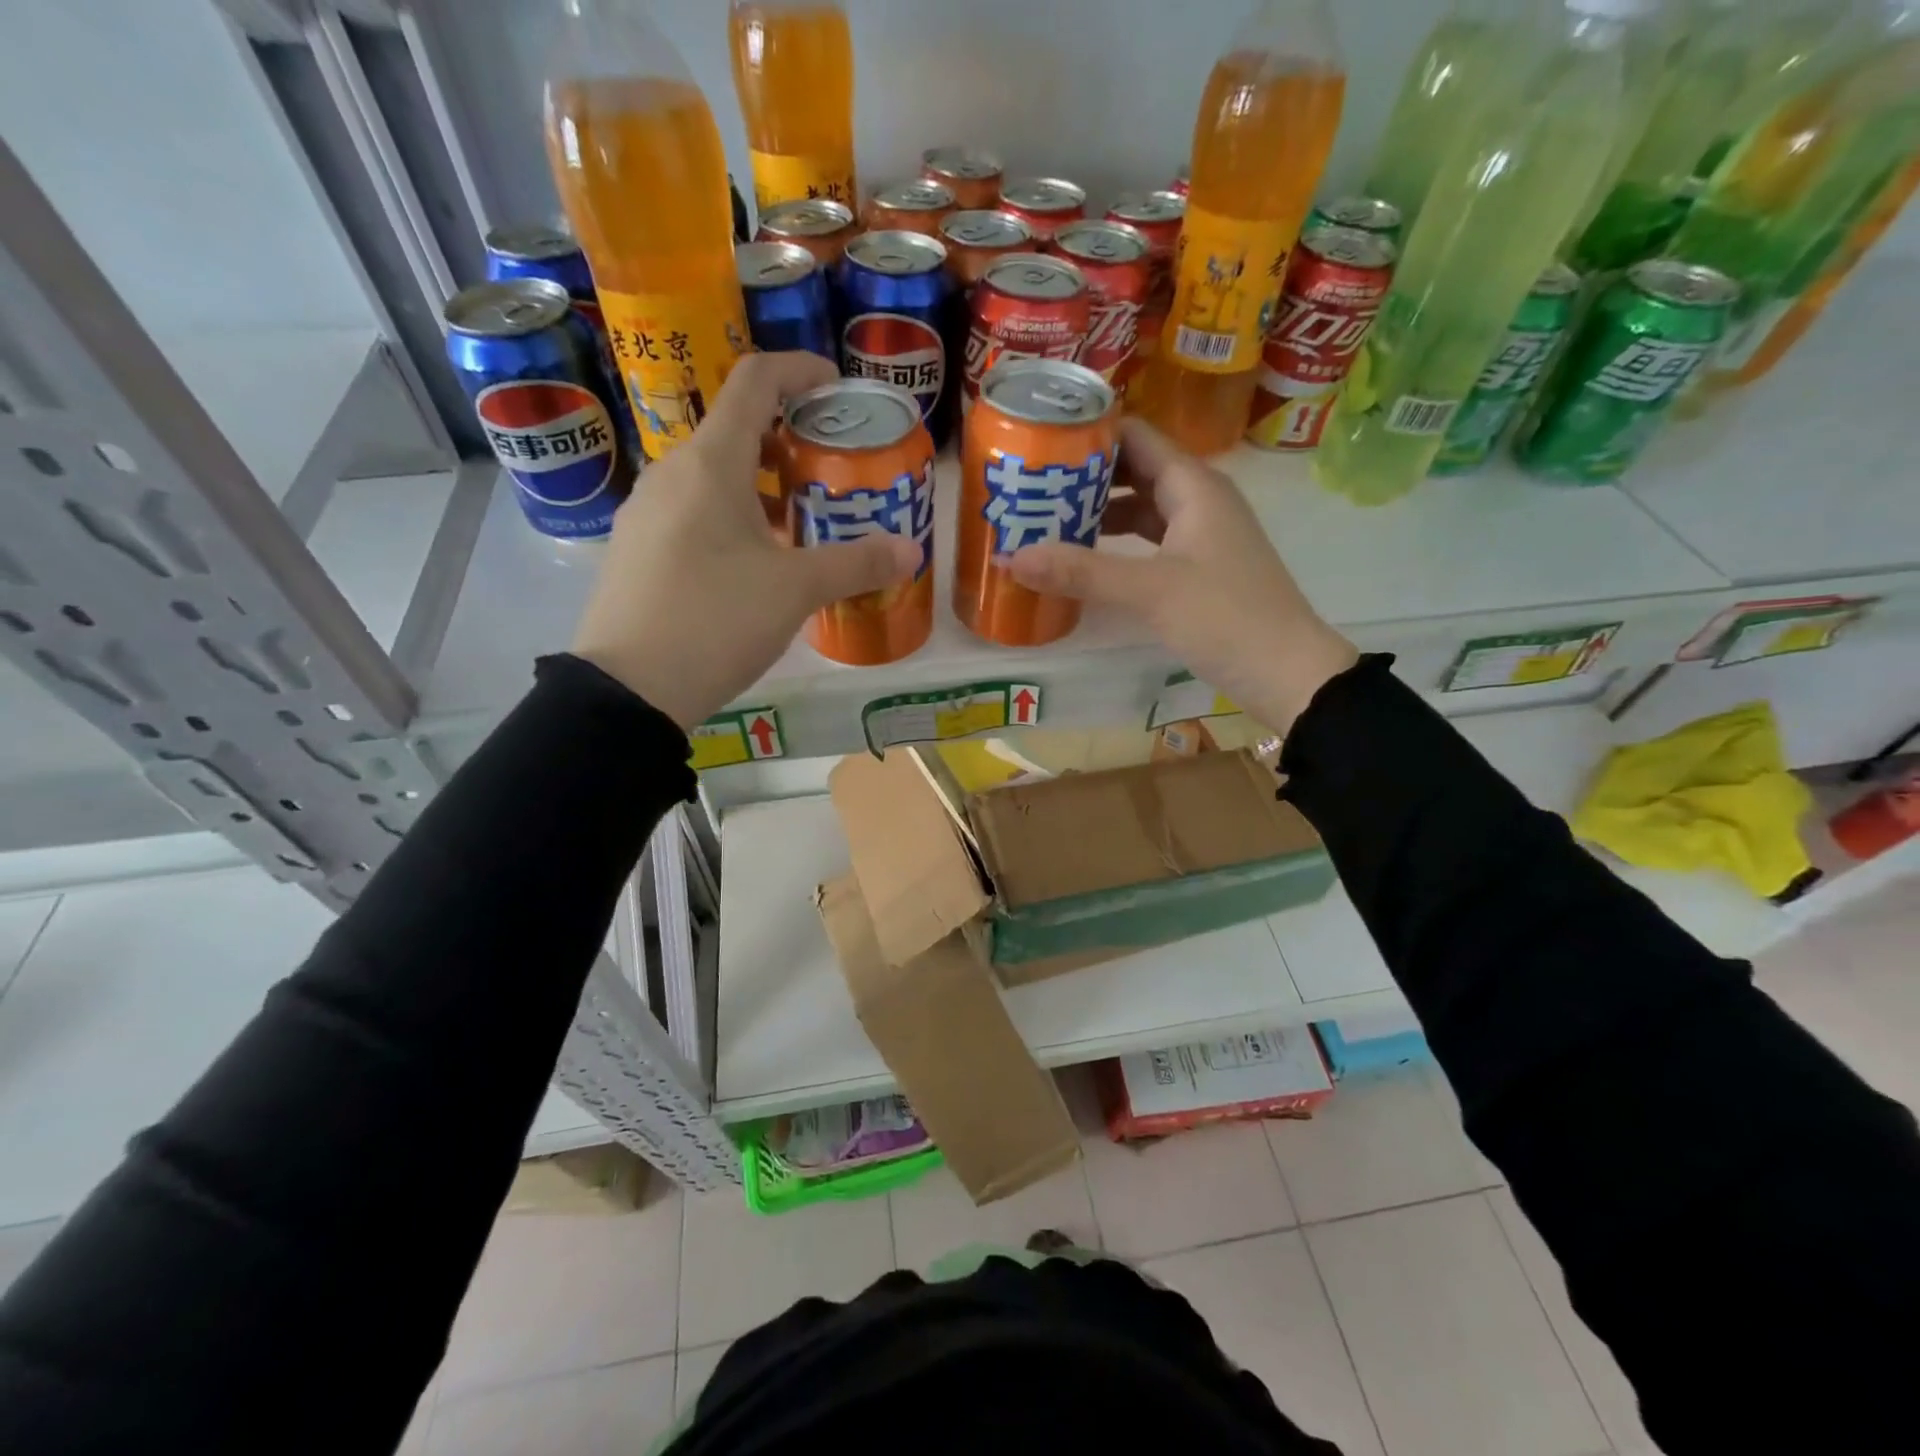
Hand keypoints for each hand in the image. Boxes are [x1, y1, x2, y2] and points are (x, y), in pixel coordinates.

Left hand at [571, 352, 920, 728]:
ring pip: (712, 477)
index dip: (800, 371)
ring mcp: (645, 511)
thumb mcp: (796, 591)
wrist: (629, 688)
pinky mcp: (635, 549)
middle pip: (735, 432)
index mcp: (710, 463)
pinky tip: (752, 566)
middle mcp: (671, 472)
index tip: (836, 389)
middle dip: (789, 444)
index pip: (755, 382)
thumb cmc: (716, 620)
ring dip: (760, 487)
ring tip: (799, 527)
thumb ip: (857, 563)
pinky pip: (691, 512)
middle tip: (830, 476)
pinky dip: (730, 518)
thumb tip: (910, 550)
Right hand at [1009, 419, 1357, 734]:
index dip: (1090, 433)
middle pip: (1134, 470)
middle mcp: (1198, 499)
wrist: (1286, 671)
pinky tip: (1085, 560)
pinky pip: (1148, 540)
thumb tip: (1008, 556)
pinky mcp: (1198, 567)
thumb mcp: (1149, 591)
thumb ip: (1081, 572)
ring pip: (1141, 508)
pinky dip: (1116, 544)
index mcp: (1194, 485)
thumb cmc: (1225, 617)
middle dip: (1085, 476)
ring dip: (1098, 512)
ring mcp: (1200, 534)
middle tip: (1030, 485)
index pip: (1135, 436)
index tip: (1039, 441)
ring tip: (1045, 521)